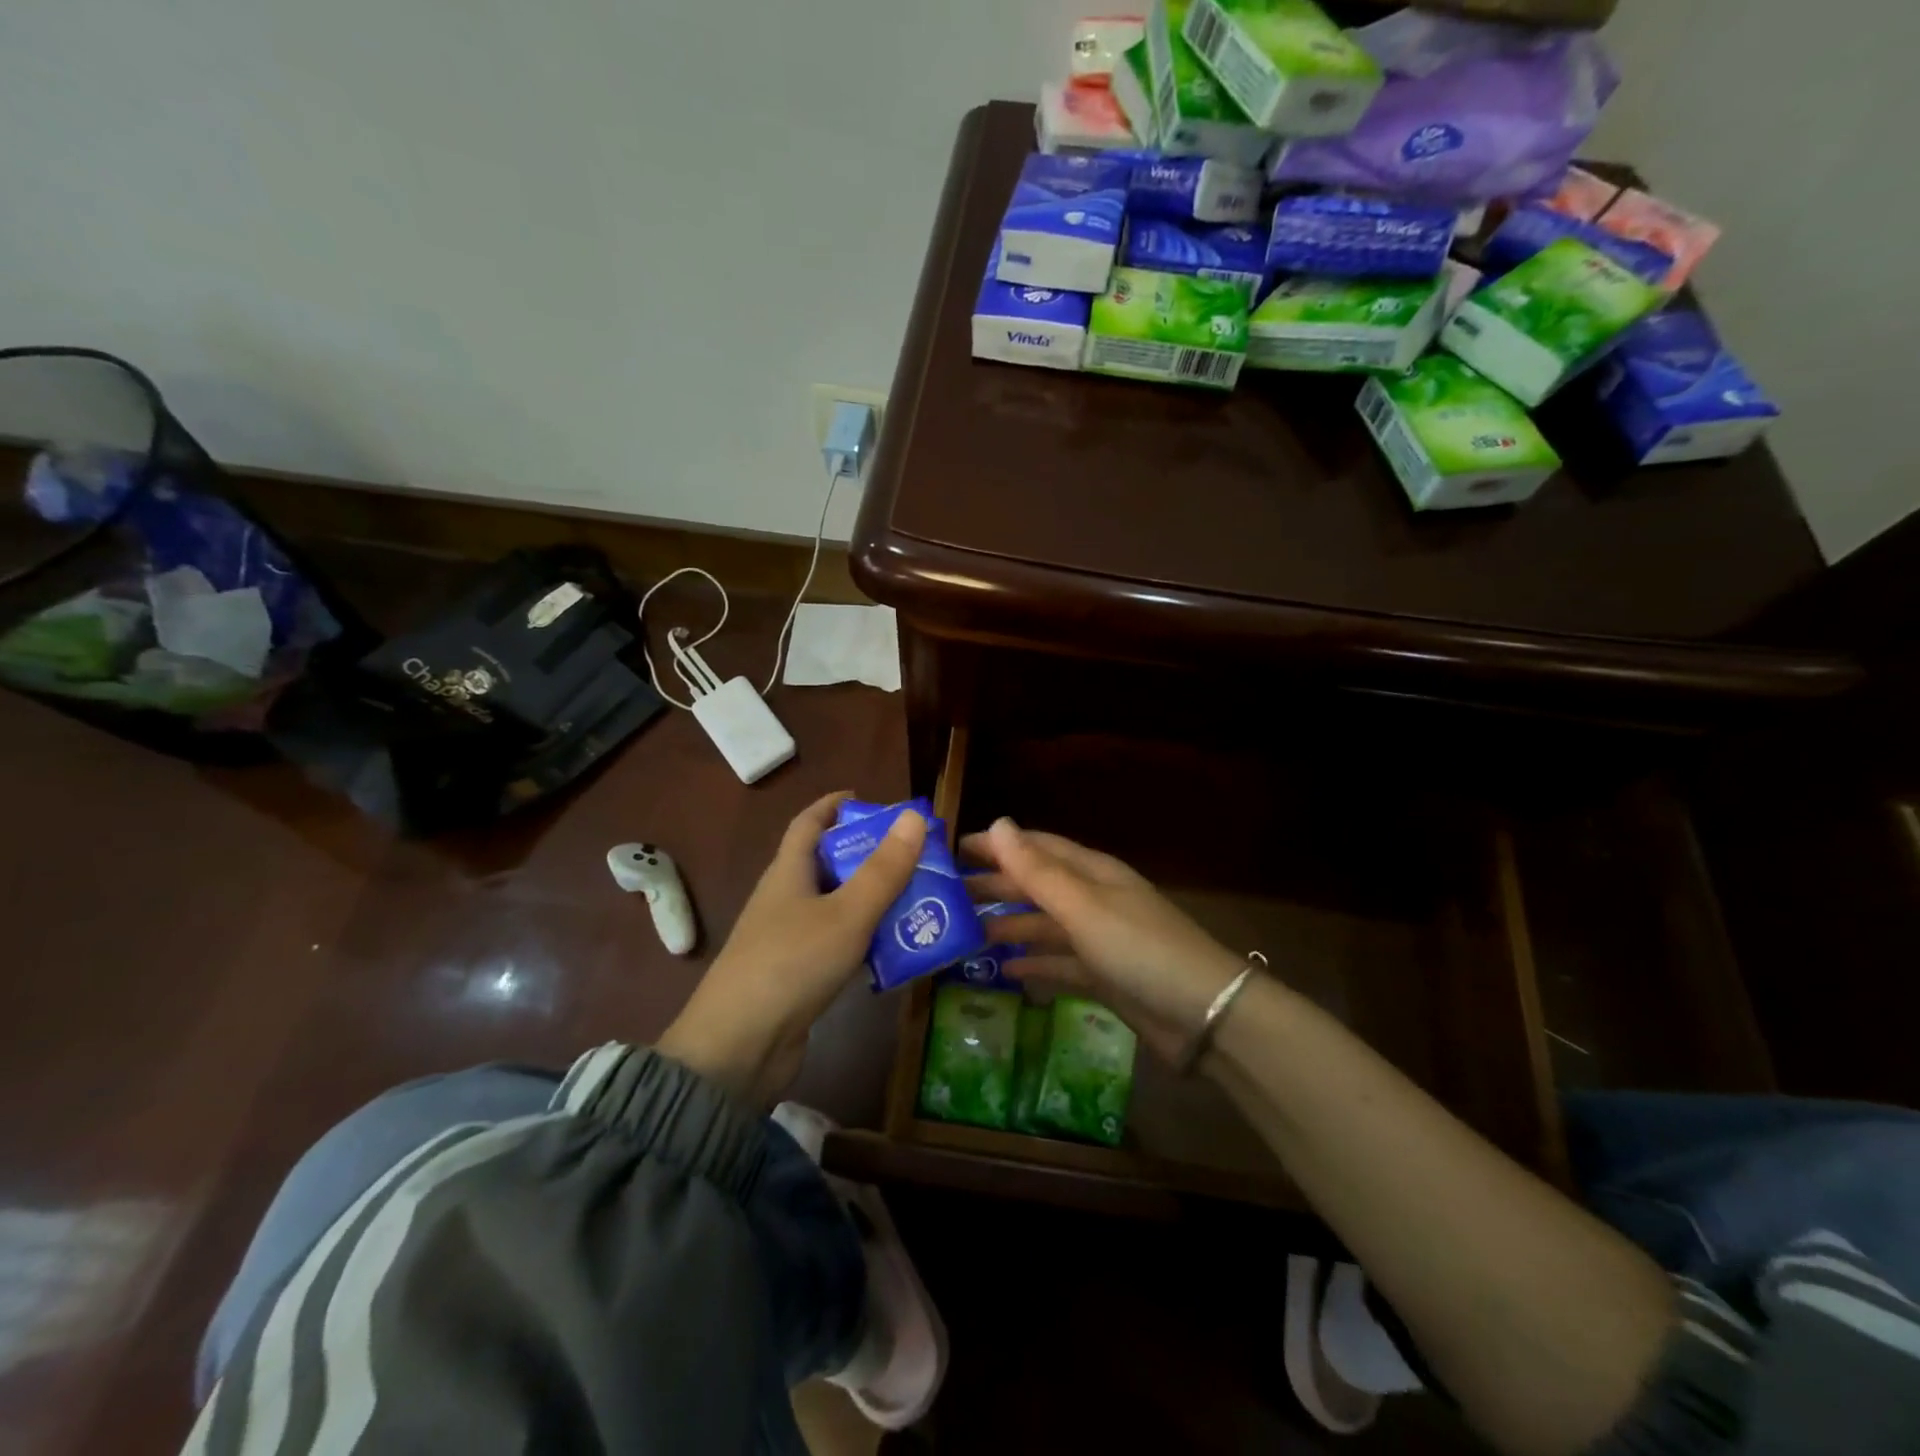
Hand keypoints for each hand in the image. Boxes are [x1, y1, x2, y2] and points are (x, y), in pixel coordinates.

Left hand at [658, 793, 926, 1104]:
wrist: (738, 1049)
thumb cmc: (791, 965)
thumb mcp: (847, 913)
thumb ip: (883, 869)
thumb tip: (914, 817)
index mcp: (789, 873)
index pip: (808, 823)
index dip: (834, 806)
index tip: (868, 799)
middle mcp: (785, 899)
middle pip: (828, 863)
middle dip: (869, 854)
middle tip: (915, 854)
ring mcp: (788, 938)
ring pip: (837, 905)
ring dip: (873, 898)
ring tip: (920, 897)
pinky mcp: (797, 974)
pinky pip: (837, 942)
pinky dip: (866, 938)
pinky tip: (897, 947)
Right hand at [961, 818, 1244, 1060]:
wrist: (1204, 1016)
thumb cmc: (1140, 949)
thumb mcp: (1083, 907)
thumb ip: (1037, 871)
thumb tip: (997, 823)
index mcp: (1091, 873)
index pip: (1036, 847)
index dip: (997, 845)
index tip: (953, 850)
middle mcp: (1093, 900)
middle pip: (1036, 885)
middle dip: (996, 886)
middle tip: (947, 895)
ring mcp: (1099, 939)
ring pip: (1044, 925)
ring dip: (1009, 925)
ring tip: (966, 933)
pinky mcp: (1103, 977)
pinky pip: (1059, 963)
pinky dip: (1034, 964)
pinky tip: (1005, 971)